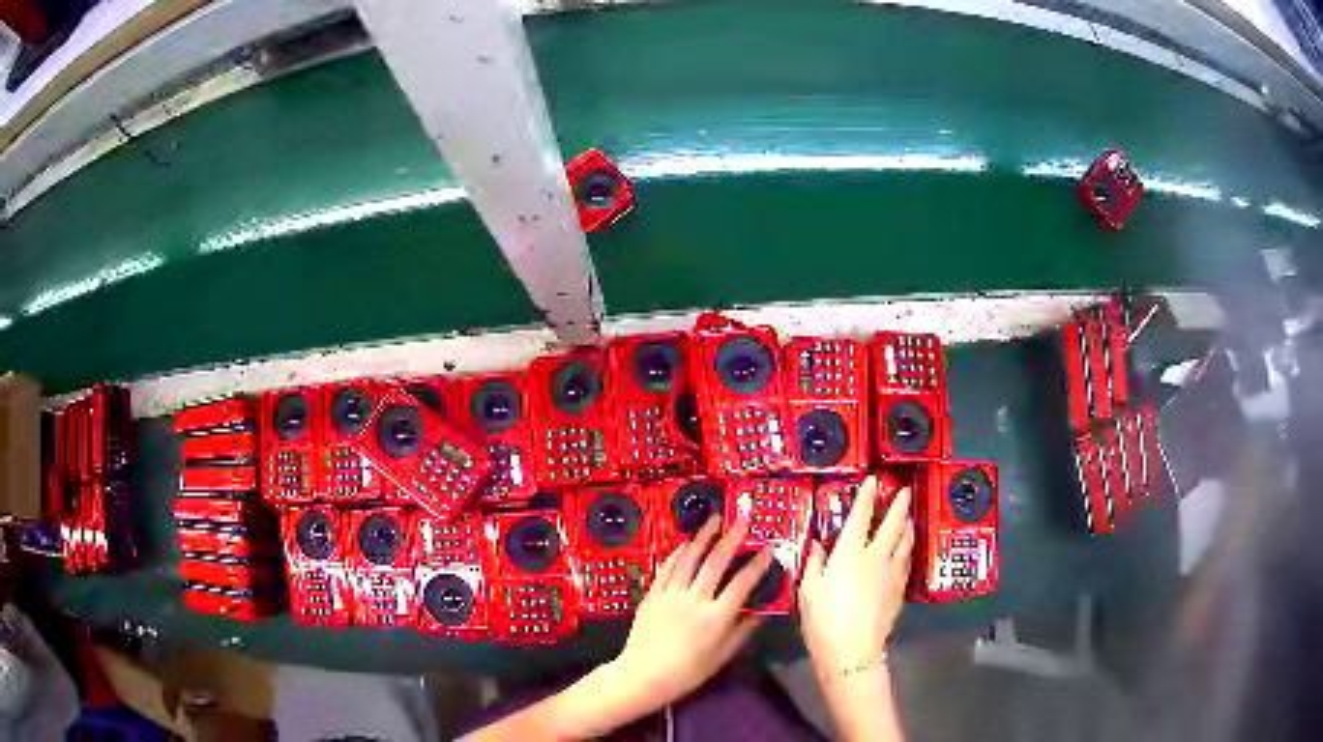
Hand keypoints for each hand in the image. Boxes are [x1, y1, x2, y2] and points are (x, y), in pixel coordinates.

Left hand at [610, 514, 772, 706]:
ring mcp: (671, 595)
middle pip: (716, 563)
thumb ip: (742, 631)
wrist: (643, 675)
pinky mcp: (652, 595)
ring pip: (689, 559)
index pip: (742, 583)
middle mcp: (695, 600)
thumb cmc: (687, 672)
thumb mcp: (722, 656)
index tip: (770, 547)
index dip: (758, 563)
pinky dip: (678, 553)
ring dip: (703, 537)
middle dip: (731, 538)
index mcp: (716, 618)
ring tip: (714, 519)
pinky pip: (667, 568)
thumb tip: (760, 611)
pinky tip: (687, 543)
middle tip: (742, 519)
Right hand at [798, 477, 912, 679]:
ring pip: (904, 542)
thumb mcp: (808, 590)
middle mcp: (875, 557)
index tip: (873, 481)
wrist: (852, 651)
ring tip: (909, 518)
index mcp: (849, 553)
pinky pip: (905, 563)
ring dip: (907, 526)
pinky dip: (906, 551)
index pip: (861, 517)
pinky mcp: (899, 590)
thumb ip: (815, 563)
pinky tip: (905, 552)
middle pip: (892, 525)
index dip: (867, 497)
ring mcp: (891, 573)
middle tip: (904, 491)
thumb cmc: (823, 620)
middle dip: (898, 505)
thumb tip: (818, 544)